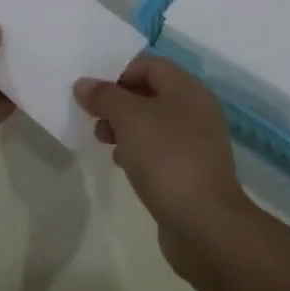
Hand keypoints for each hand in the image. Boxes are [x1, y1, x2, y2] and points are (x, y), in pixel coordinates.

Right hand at [75, 54, 250, 271]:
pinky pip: (160, 150)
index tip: (94, 92)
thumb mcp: (128, 118)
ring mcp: (197, 143)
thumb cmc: (166, 158)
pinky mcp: (193, 172)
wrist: (206, 225)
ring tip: (103, 141)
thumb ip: (104, 96)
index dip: (118, 72)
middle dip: (118, 102)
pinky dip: (139, 151)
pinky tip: (122, 164)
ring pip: (153, 123)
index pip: (148, 64)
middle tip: (94, 118)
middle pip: (150, 93)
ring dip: (125, 127)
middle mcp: (196, 109)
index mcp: (187, 88)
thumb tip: (83, 84)